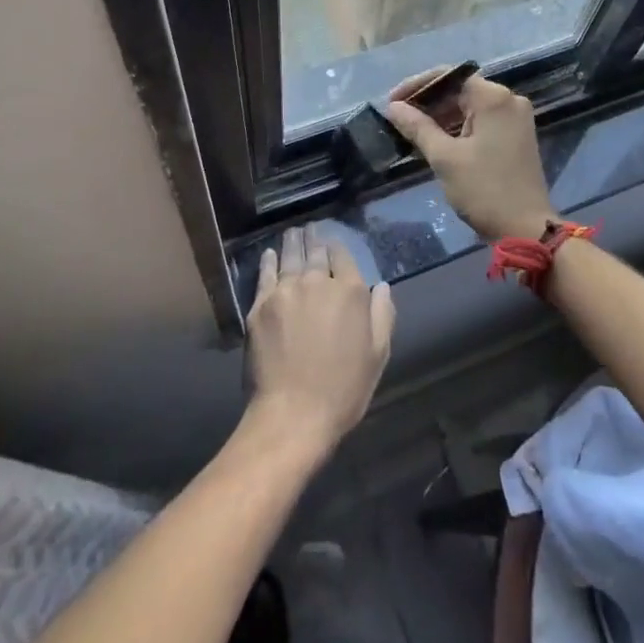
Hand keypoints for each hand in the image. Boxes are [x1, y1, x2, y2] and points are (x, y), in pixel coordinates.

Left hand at [246, 226, 394, 457]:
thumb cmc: (343, 389)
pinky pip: (265, 275)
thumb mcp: (377, 355)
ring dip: (293, 243)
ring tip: (293, 233)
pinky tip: (269, 254)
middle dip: (314, 239)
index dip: (337, 248)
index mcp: (349, 292)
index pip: (343, 257)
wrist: (293, 414)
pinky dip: (268, 261)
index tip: (333, 243)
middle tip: (310, 229)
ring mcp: (286, 291)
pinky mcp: (260, 305)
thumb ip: (383, 315)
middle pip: (315, 252)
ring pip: (290, 258)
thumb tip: (381, 286)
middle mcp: (317, 282)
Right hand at [383, 70, 557, 243]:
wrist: (526, 229)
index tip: (392, 102)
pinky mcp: (517, 136)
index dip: (417, 85)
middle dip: (428, 102)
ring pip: (471, 106)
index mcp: (493, 98)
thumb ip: (418, 127)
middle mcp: (509, 100)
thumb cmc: (484, 190)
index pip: (448, 76)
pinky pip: (482, 121)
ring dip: (442, 116)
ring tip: (412, 130)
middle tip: (399, 118)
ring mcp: (516, 118)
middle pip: (460, 89)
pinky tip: (437, 140)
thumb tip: (393, 106)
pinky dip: (460, 127)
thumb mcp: (445, 158)